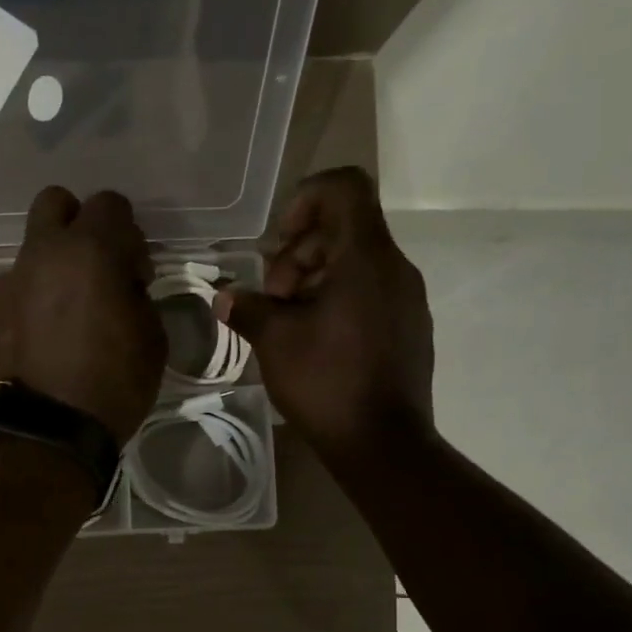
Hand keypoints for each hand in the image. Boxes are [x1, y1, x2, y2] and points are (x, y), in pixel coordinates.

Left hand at [0, 187, 166, 443]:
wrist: (45, 433)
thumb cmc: (112, 385)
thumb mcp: (152, 338)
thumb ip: (137, 293)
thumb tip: (122, 284)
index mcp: (90, 250)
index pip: (111, 204)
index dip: (129, 235)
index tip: (135, 274)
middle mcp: (43, 253)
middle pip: (56, 203)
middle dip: (78, 223)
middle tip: (95, 267)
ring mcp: (10, 280)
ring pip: (33, 247)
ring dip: (54, 264)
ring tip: (68, 310)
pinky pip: (17, 285)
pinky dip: (33, 296)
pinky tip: (43, 334)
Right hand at [215, 167, 434, 456]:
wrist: (383, 443)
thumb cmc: (326, 383)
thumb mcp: (274, 342)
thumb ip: (247, 308)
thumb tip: (224, 297)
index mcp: (365, 258)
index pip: (344, 187)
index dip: (304, 200)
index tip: (278, 244)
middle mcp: (394, 268)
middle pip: (343, 228)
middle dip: (298, 254)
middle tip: (272, 299)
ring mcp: (406, 298)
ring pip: (355, 263)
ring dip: (313, 280)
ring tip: (286, 323)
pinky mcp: (408, 326)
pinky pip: (369, 292)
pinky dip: (336, 300)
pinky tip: (313, 341)